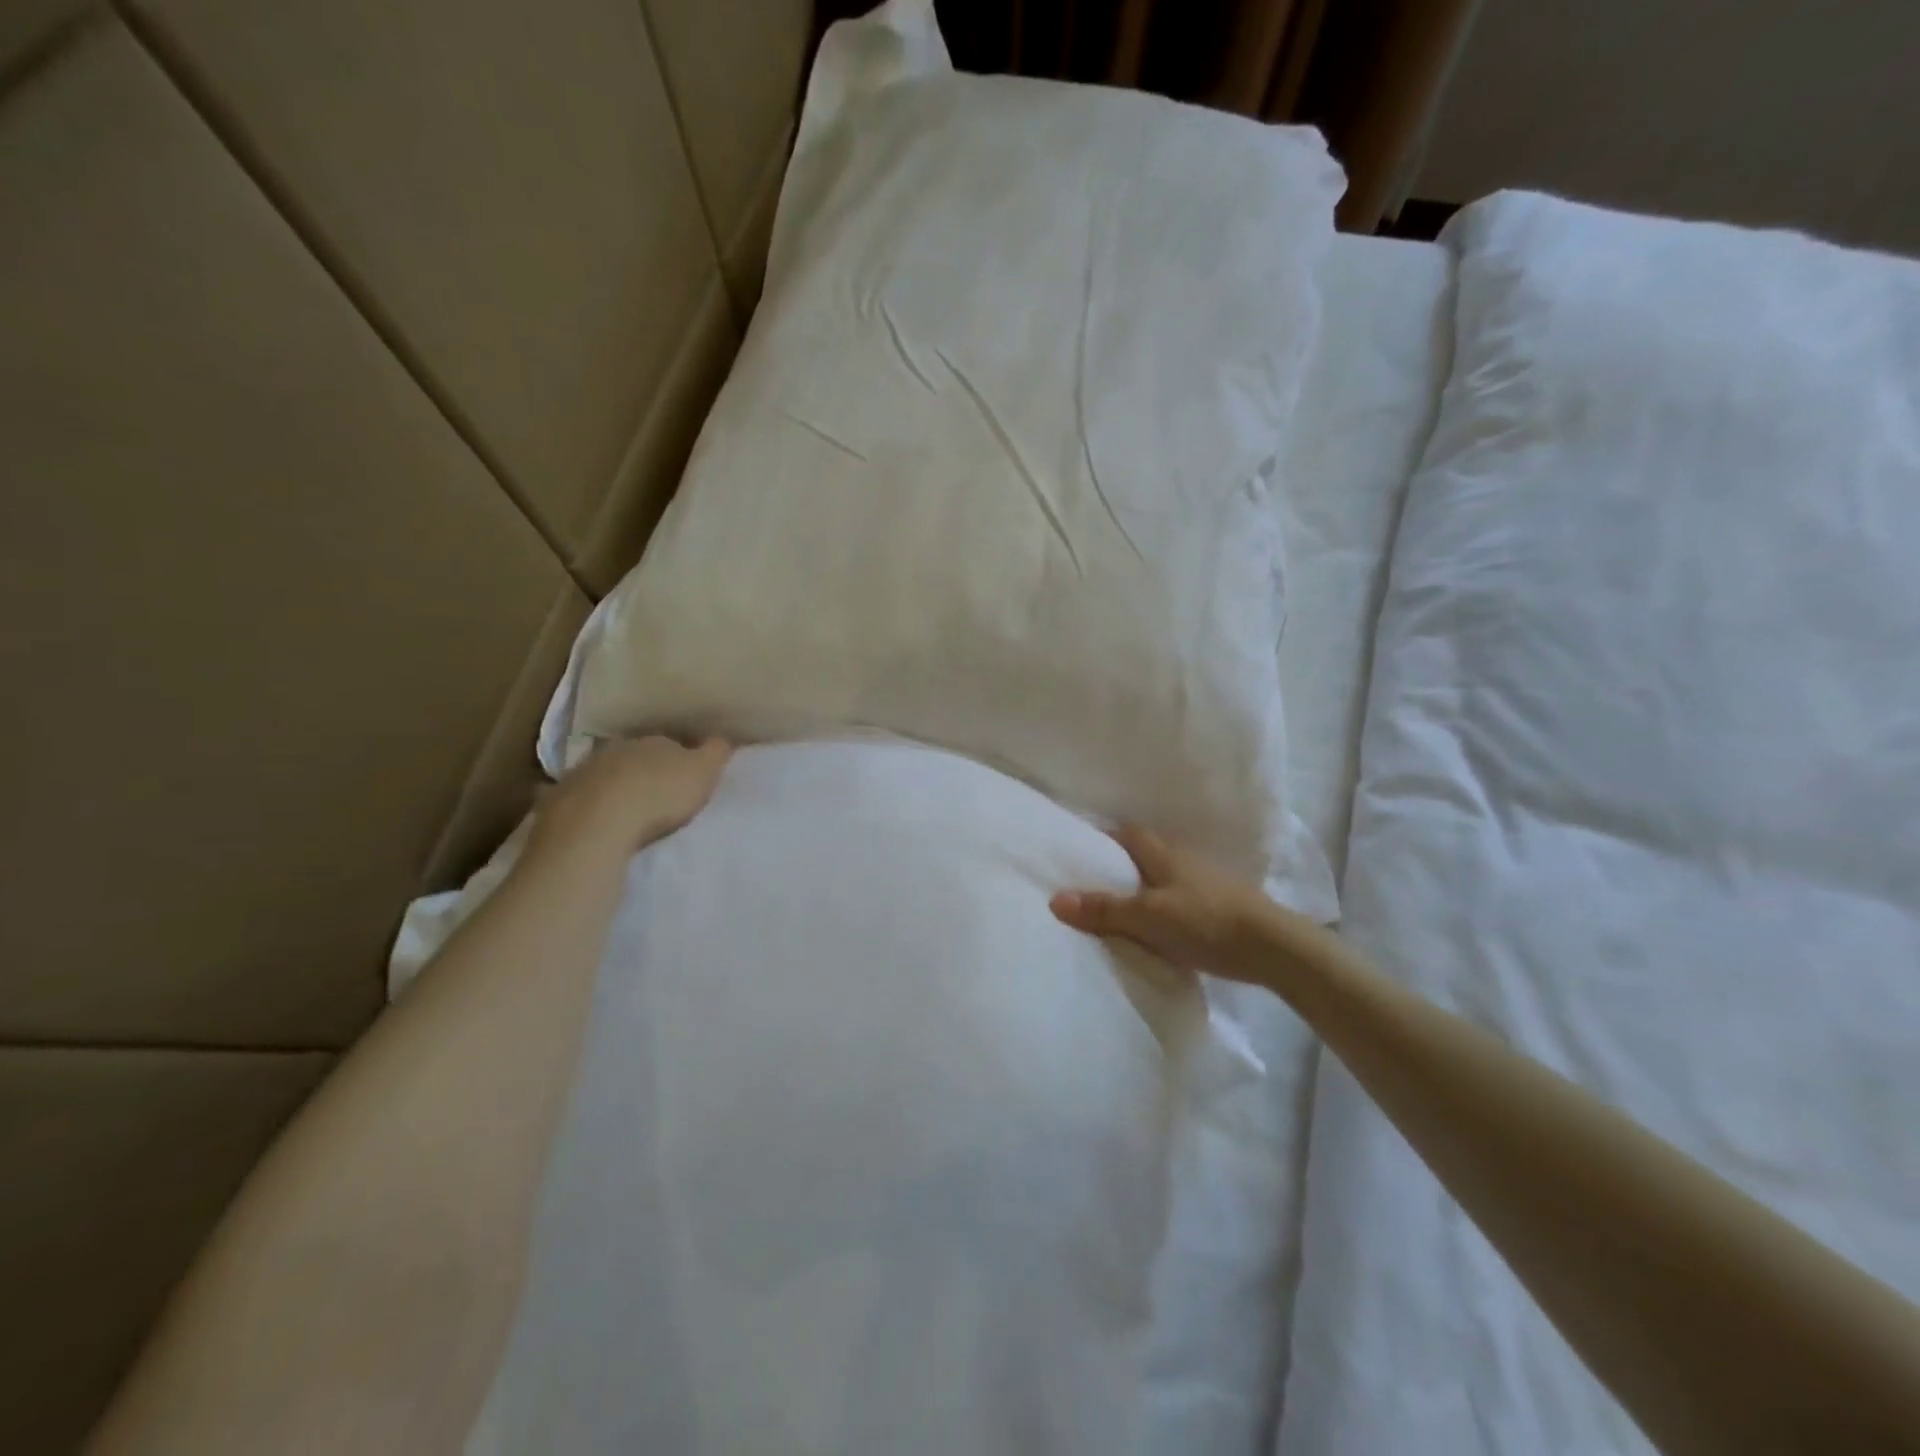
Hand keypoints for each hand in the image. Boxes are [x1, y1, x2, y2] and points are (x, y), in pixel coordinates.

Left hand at [528, 736, 732, 860]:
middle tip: (654, 788)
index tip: (685, 775)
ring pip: (600, 773)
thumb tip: (723, 737)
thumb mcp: (703, 772)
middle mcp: (615, 749)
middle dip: (642, 768)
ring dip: (609, 784)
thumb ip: (715, 752)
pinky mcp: (556, 800)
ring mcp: (581, 772)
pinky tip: (579, 815)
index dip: (679, 758)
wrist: (598, 824)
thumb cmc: (659, 795)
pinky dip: (576, 802)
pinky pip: (568, 798)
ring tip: (620, 804)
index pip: (669, 743)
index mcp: (653, 741)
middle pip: (633, 756)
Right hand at [1050, 826, 1299, 987]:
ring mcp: (1208, 881)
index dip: (1105, 839)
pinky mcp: (1224, 905)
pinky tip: (1162, 926)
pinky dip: (1168, 905)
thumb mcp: (1148, 918)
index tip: (1082, 854)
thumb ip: (1104, 910)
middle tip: (1097, 884)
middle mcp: (1185, 859)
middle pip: (1146, 854)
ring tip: (1124, 909)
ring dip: (1147, 886)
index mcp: (1164, 854)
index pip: (1128, 834)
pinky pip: (1184, 897)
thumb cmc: (1206, 923)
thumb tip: (1055, 898)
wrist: (1275, 947)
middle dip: (1122, 864)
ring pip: (1166, 876)